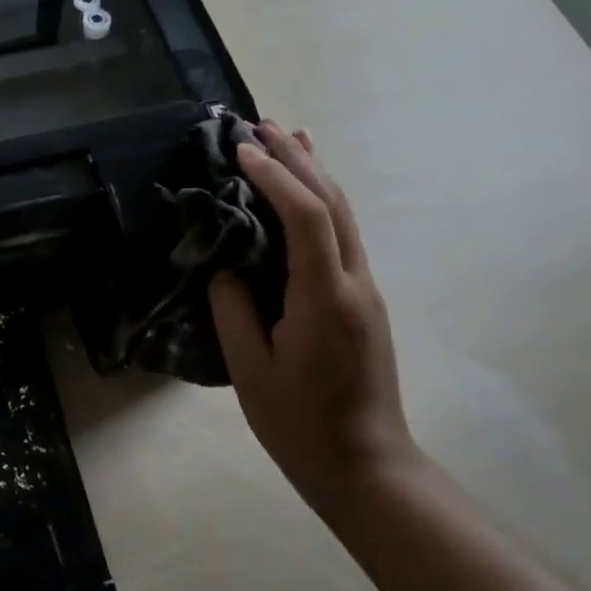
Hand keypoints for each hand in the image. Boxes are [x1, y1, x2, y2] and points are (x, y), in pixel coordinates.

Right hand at [209, 122, 416, 516]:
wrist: (366, 467)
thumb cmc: (300, 424)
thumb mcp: (250, 370)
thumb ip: (233, 308)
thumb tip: (224, 263)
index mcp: (325, 297)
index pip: (305, 216)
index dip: (275, 176)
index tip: (240, 151)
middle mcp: (354, 283)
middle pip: (333, 203)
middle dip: (299, 159)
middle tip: (262, 124)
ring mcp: (365, 290)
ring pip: (344, 215)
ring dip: (315, 173)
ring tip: (290, 137)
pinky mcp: (363, 302)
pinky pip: (344, 236)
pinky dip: (323, 202)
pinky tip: (308, 193)